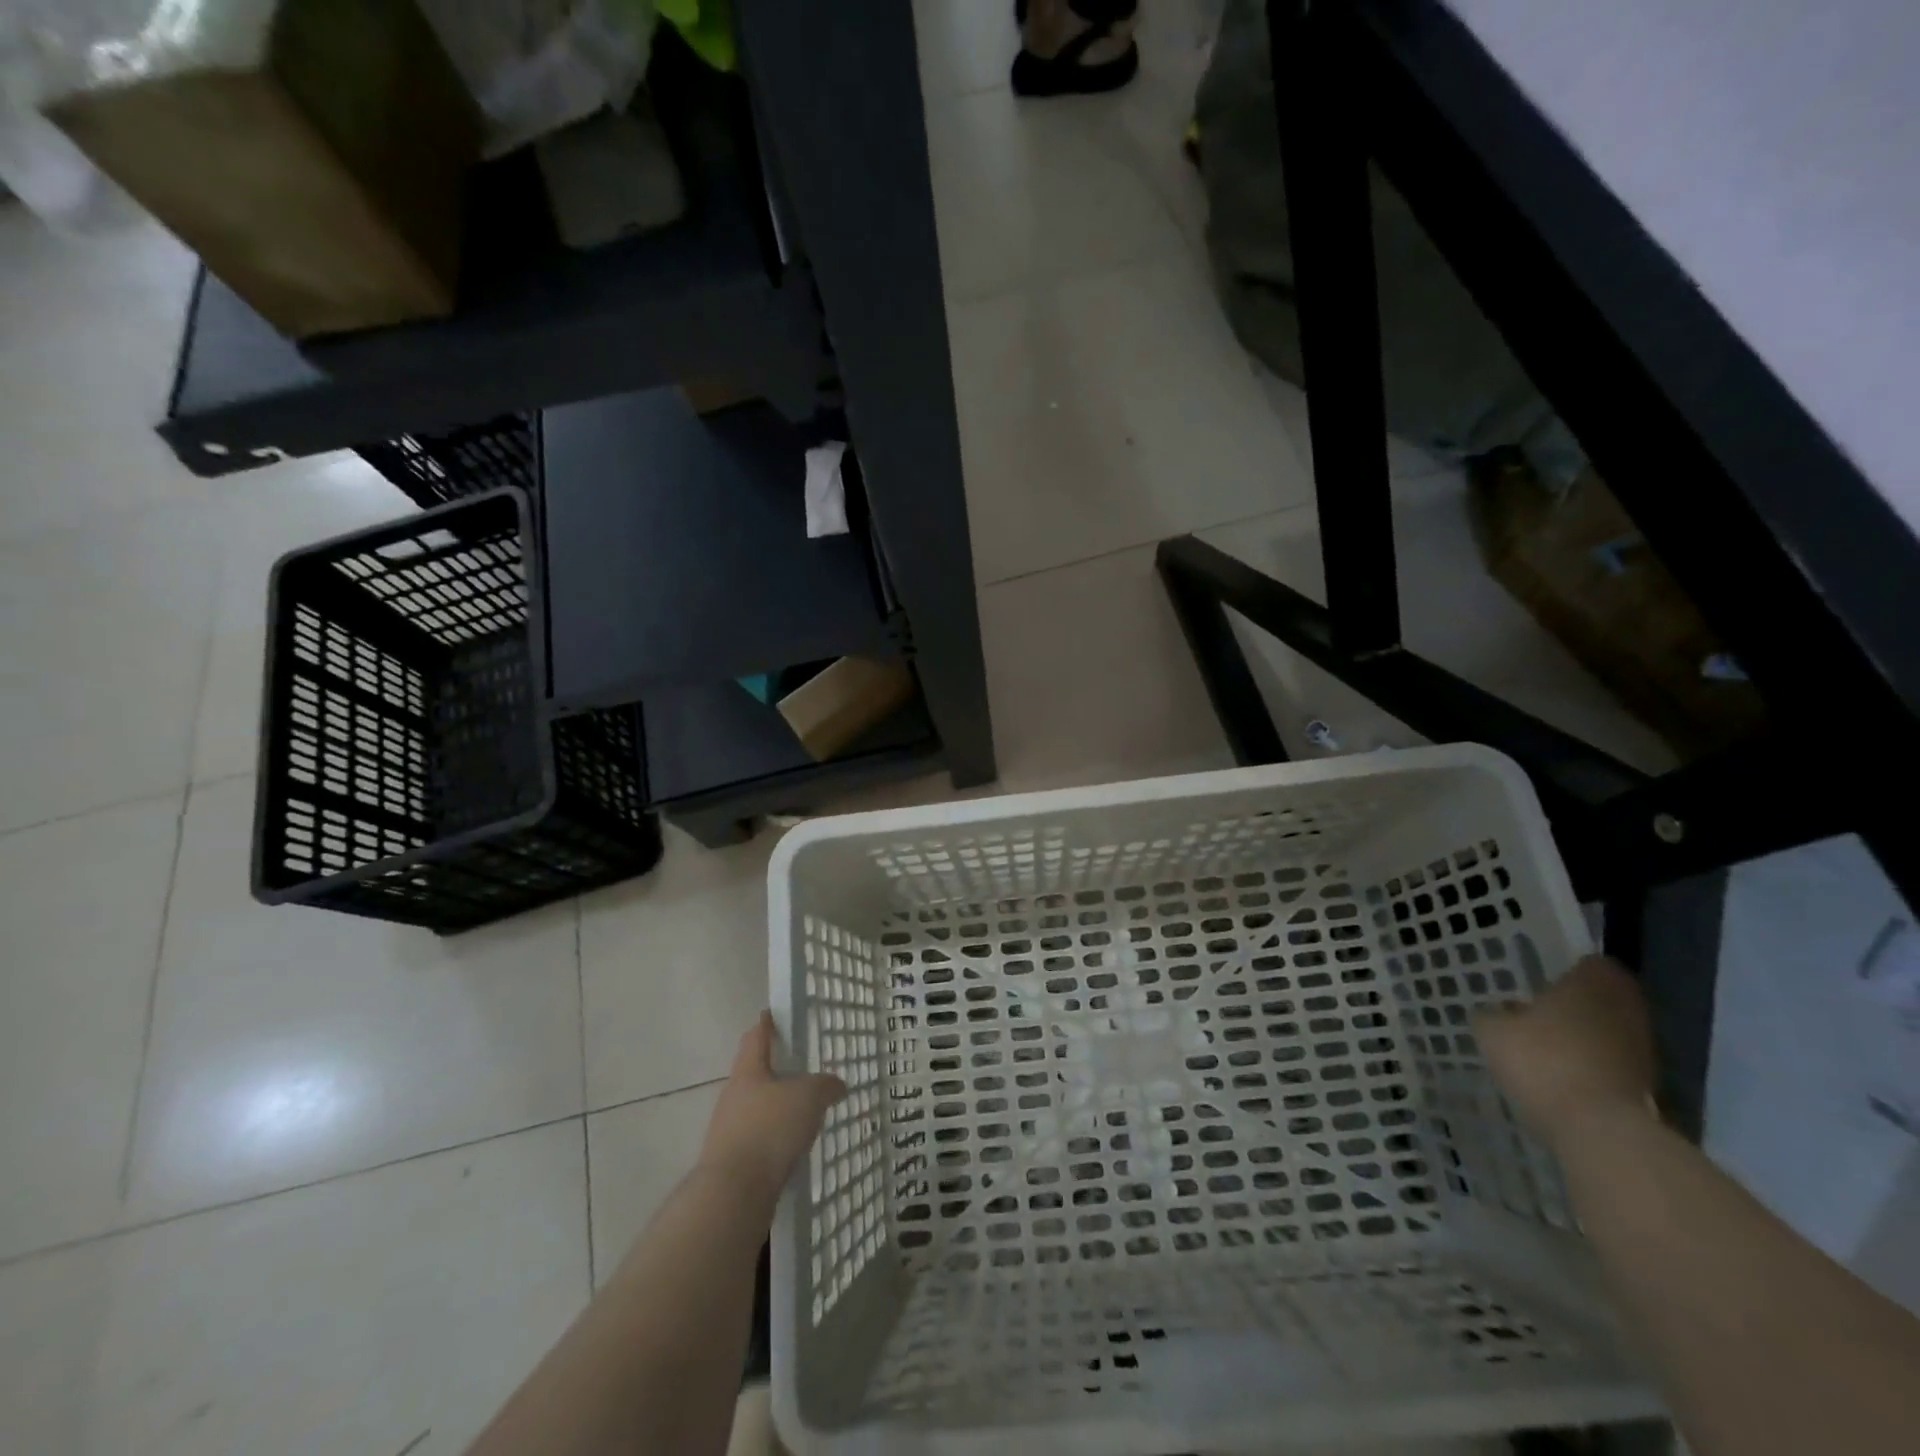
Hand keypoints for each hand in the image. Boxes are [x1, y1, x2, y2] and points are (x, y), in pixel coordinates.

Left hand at [697, 1012, 845, 1204]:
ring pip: (757, 1110)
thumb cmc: (769, 1130)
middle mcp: (733, 1097)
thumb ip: (824, 1086)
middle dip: (775, 1071)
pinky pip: (759, 1141)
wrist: (733, 1195)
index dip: (766, 1024)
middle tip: (801, 1068)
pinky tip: (794, 1149)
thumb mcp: (808, 1098)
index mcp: (748, 1072)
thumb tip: (836, 1084)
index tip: (772, 1014)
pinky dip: (776, 1140)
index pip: (756, 1037)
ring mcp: (729, 1132)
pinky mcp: (733, 1163)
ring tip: (804, 1113)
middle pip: (755, 1075)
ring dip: (777, 1109)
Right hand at [1473, 954, 1658, 1149]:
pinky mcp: (1647, 1086)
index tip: (1544, 982)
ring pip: (1611, 1031)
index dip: (1569, 970)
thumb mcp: (1492, 1031)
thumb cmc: (1542, 1061)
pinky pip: (1615, 1064)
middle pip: (1605, 998)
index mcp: (1592, 984)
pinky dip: (1594, 1067)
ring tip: (1549, 1049)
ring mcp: (1643, 1050)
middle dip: (1578, 1005)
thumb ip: (1492, 1014)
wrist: (1599, 1130)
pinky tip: (1564, 1078)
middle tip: (1541, 1013)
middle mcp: (1626, 1009)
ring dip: (1587, 1037)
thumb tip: (1498, 1012)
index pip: (1592, 963)